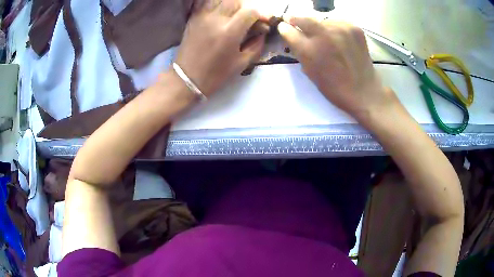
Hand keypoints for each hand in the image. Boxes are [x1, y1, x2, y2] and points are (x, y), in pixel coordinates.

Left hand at [175, 1, 266, 96]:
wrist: (187, 78)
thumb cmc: (215, 74)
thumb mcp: (242, 63)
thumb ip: (256, 45)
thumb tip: (263, 32)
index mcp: (230, 32)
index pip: (250, 11)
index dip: (260, 15)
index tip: (263, 23)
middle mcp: (216, 19)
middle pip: (236, 1)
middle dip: (245, 8)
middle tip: (247, 19)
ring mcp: (202, 16)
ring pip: (221, 0)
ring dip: (231, 4)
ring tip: (233, 15)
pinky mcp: (193, 17)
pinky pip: (206, 3)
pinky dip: (216, 4)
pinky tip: (220, 13)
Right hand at [278, 18, 397, 124]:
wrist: (363, 91)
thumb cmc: (334, 87)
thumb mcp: (309, 71)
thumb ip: (299, 51)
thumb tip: (293, 36)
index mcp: (309, 50)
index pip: (288, 30)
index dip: (284, 28)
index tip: (284, 26)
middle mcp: (323, 35)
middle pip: (303, 19)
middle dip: (295, 19)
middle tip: (293, 19)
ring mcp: (341, 29)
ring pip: (322, 20)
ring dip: (318, 26)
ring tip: (323, 36)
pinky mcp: (354, 28)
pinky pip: (337, 22)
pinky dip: (334, 27)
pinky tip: (338, 38)